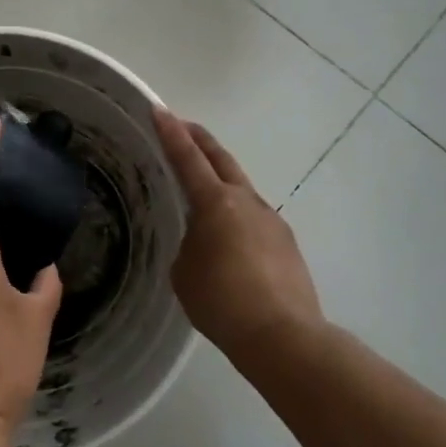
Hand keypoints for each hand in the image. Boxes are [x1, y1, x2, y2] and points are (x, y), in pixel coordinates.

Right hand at [153, 108, 323, 362]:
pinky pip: (253, 219)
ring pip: (240, 189)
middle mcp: (247, 202)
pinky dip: (236, 216)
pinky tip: (228, 241)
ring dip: (220, 181)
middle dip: (200, 140)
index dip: (171, 133)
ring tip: (201, 193)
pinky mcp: (286, 244)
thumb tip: (204, 242)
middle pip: (221, 159)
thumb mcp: (184, 272)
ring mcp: (271, 221)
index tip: (159, 109)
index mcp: (216, 203)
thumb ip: (189, 245)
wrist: (282, 336)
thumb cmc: (222, 302)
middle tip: (182, 128)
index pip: (188, 159)